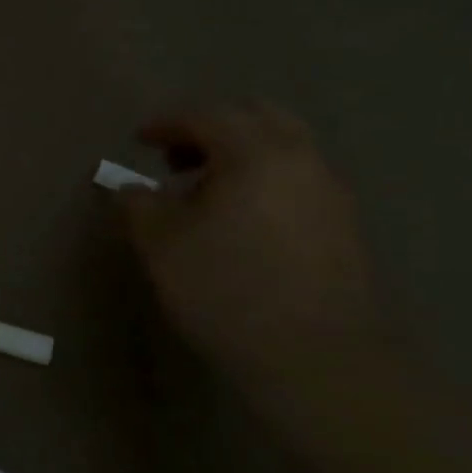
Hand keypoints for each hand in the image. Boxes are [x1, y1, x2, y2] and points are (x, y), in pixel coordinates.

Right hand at [119, 103, 387, 394]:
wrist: (316, 357)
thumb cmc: (225, 290)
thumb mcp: (161, 245)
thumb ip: (138, 205)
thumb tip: (129, 189)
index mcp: (255, 153)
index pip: (207, 115)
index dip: (167, 123)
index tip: (139, 140)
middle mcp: (300, 158)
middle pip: (256, 116)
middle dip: (211, 127)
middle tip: (176, 158)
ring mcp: (329, 191)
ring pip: (283, 146)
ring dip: (240, 153)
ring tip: (206, 192)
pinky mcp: (343, 224)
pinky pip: (298, 177)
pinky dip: (264, 178)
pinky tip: (242, 221)